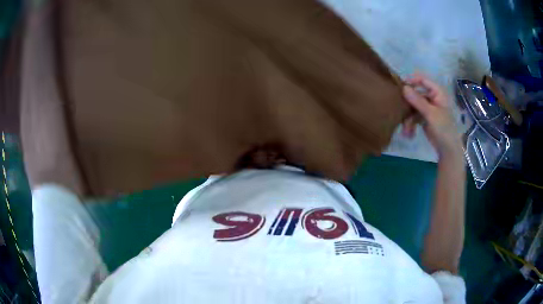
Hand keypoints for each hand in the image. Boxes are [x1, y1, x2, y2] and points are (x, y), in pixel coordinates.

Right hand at [401, 74, 462, 158]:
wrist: (448, 149)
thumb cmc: (444, 128)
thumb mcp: (431, 114)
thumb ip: (417, 100)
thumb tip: (403, 87)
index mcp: (437, 93)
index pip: (423, 80)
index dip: (411, 81)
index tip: (399, 86)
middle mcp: (432, 98)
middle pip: (415, 95)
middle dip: (408, 106)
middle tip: (398, 110)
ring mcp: (428, 108)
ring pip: (413, 107)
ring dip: (408, 119)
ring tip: (405, 131)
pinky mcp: (424, 118)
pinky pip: (414, 117)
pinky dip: (411, 125)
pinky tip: (409, 134)